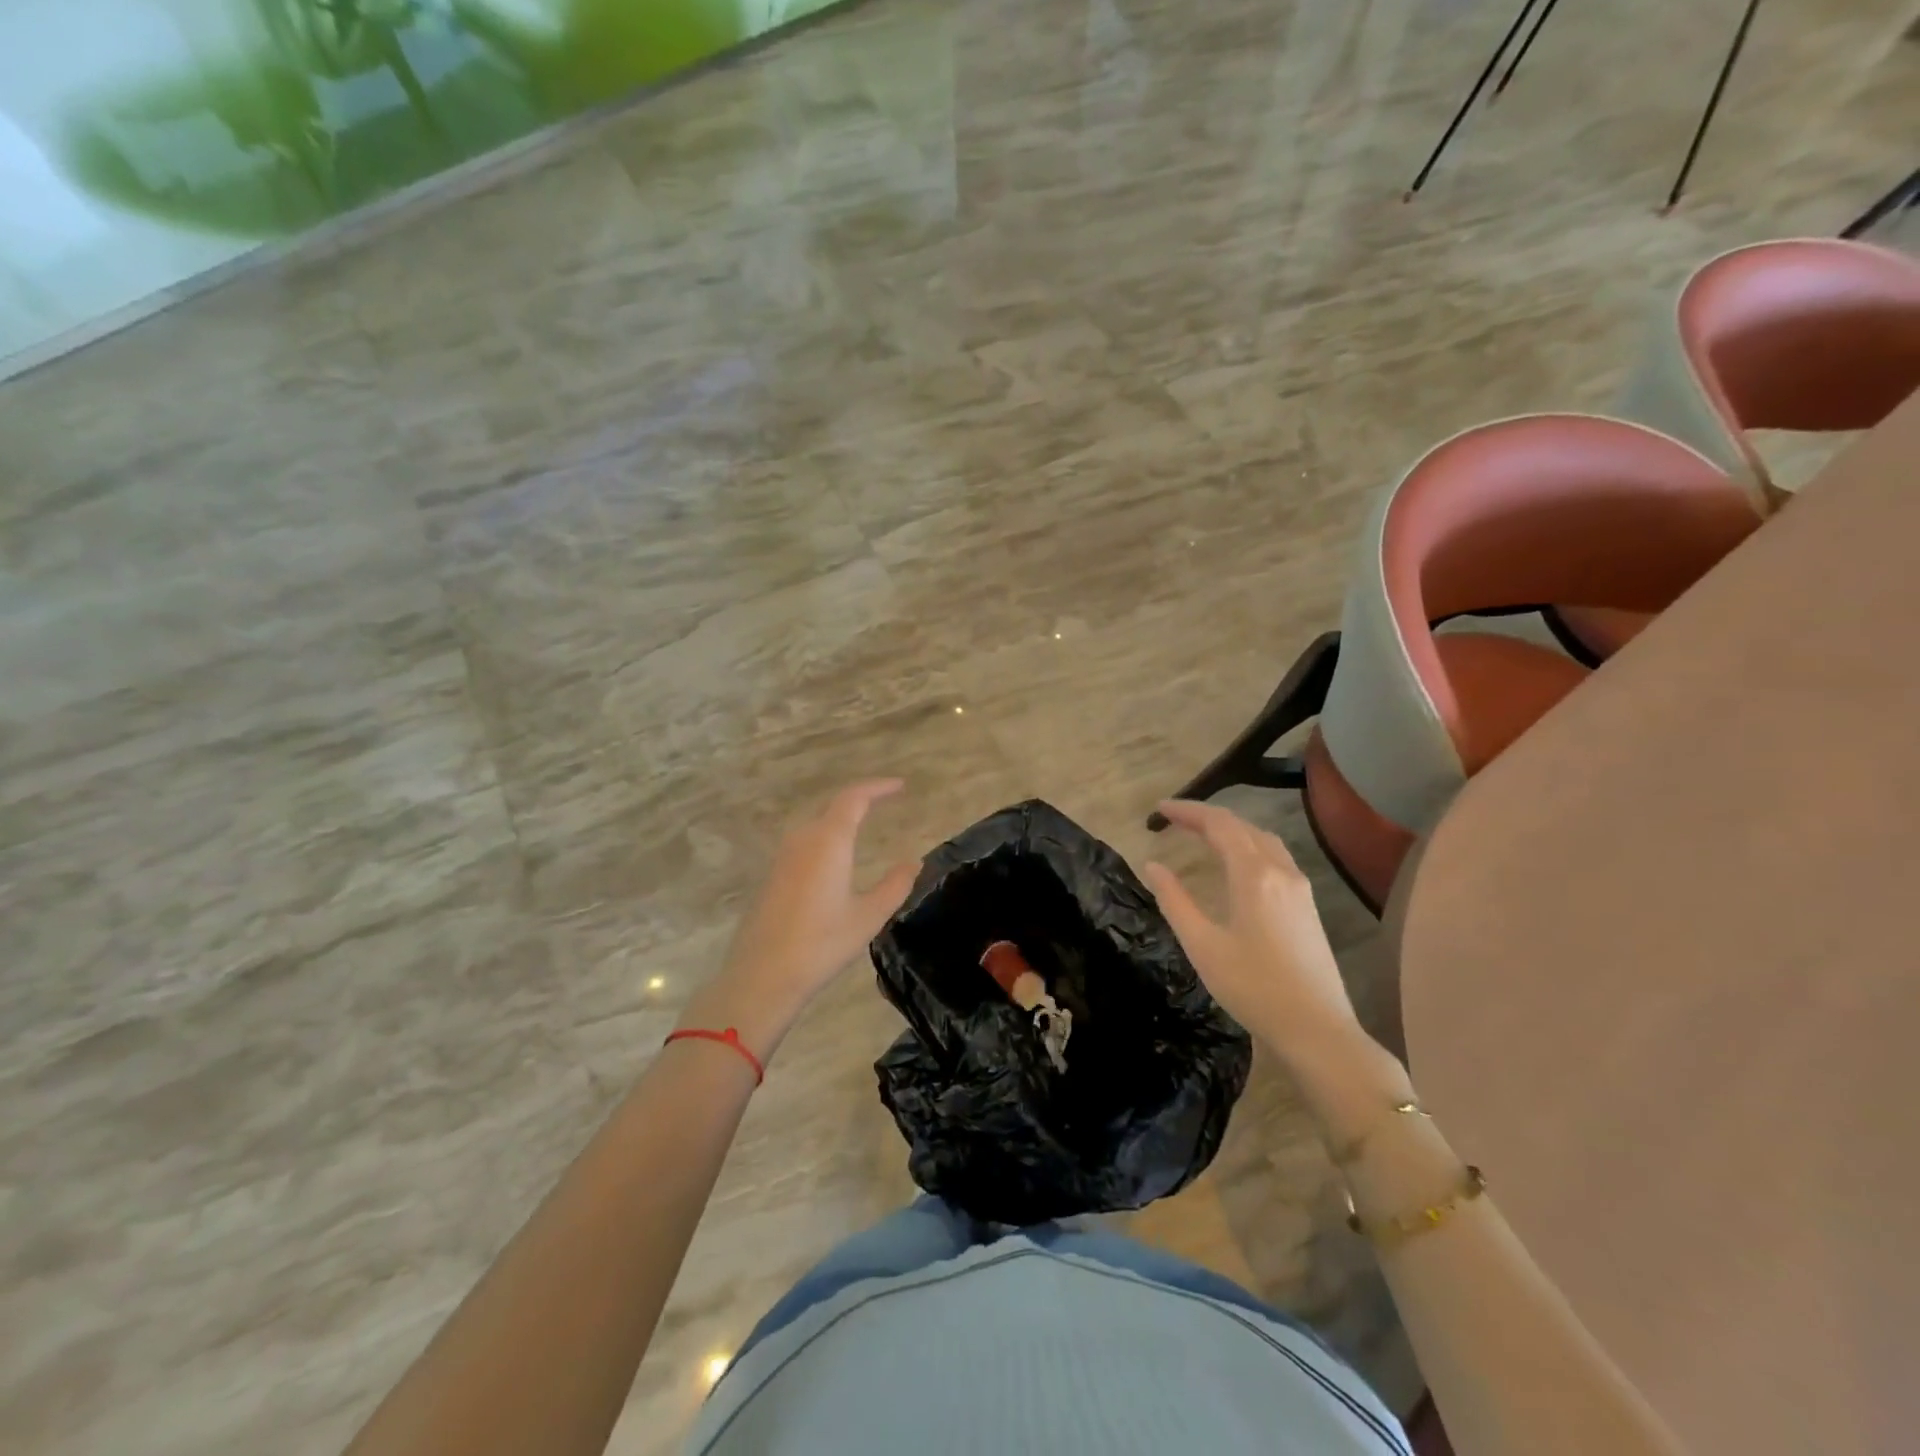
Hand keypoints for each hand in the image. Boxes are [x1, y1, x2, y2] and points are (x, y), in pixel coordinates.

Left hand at [680, 780, 918, 1057]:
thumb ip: (895, 885)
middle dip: (860, 799)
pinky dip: (825, 837)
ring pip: (816, 823)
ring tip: (863, 823)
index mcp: (829, 841)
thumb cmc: (822, 944)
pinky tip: (834, 857)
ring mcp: (783, 856)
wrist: (763, 975)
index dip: (878, 787)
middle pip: (833, 806)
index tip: (900, 786)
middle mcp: (803, 839)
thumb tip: (914, 862)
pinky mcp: (772, 875)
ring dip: (840, 818)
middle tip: (885, 800)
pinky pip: (804, 842)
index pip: (854, 798)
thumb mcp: (868, 916)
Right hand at [1141, 800, 1373, 1073]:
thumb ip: (1174, 900)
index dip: (1187, 811)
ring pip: (1262, 839)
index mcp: (1253, 875)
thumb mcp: (1202, 945)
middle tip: (1173, 818)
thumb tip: (1153, 866)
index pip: (1218, 825)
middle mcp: (1280, 871)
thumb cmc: (1253, 987)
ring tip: (1202, 834)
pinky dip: (1248, 845)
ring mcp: (1299, 887)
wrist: (1317, 1029)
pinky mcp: (1307, 905)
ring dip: (1230, 829)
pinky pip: (1275, 856)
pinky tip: (1238, 863)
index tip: (1159, 809)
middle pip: (1242, 826)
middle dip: (1206, 816)